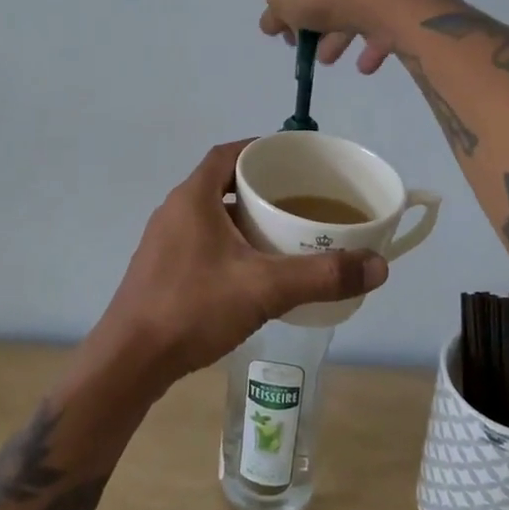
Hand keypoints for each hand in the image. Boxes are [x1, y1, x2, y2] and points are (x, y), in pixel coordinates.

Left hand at [88, 140, 388, 395]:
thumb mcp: (265, 288)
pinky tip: (250, 271)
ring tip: (281, 233)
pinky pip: (200, 240)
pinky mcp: (160, 269)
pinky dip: (227, 243)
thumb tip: (378, 266)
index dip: (258, 149)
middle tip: (297, 198)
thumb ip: (321, 275)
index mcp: (193, 197)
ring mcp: (163, 241)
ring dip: (242, 217)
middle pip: (220, 182)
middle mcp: (174, 211)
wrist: (130, 361)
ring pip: (210, 215)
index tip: (291, 158)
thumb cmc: (193, 308)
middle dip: (258, 187)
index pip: (228, 154)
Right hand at [240, 0, 453, 71]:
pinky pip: (379, 29)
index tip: (273, 32)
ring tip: (327, 60)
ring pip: (349, 13)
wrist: (390, 7)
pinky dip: (368, 47)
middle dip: (307, 23)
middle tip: (298, 48)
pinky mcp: (398, 10)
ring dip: (334, 37)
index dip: (279, 4)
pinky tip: (363, 66)